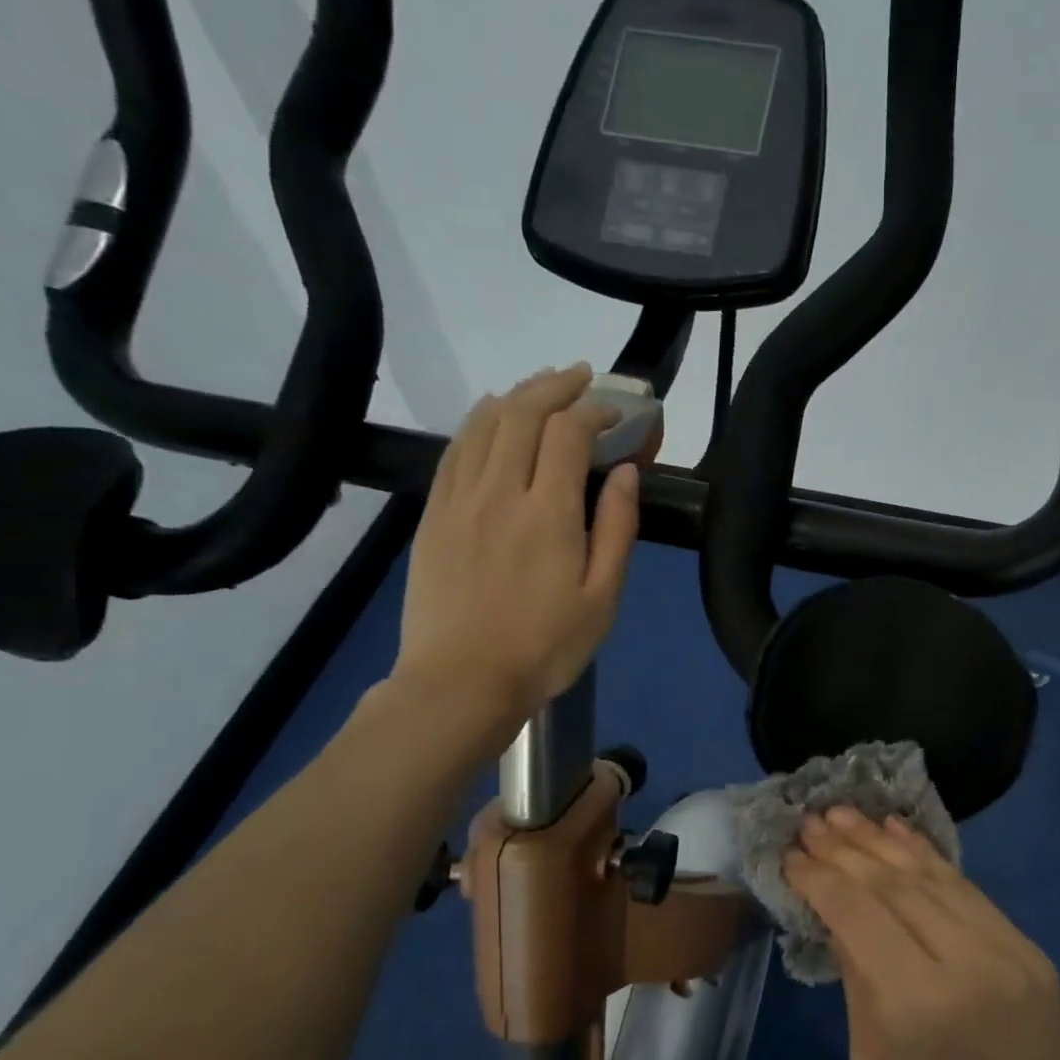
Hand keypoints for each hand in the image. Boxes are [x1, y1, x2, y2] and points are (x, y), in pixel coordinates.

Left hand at [391, 364, 647, 744]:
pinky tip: (492, 417)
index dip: (595, 410)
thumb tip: (625, 473)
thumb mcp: (603, 598)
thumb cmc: (545, 647)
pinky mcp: (434, 515)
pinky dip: (478, 421)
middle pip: (522, 413)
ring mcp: (458, 500)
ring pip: (484, 424)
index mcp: (547, 513)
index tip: (616, 411)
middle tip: (582, 377)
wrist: (461, 682)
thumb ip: (617, 530)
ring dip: (517, 395)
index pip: (568, 433)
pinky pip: (455, 450)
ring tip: (542, 387)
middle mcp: (498, 492)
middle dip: (556, 386)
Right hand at [785, 808, 1059, 1059]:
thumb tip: (835, 913)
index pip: (858, 914)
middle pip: (894, 886)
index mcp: (918, 1006)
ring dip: (884, 842)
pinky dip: (929, 857)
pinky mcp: (1029, 947)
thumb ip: (857, 978)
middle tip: (811, 821)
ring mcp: (1007, 949)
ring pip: (932, 877)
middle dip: (846, 849)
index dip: (820, 878)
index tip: (789, 854)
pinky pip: (969, 890)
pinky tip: (898, 832)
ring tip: (845, 813)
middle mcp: (966, 962)